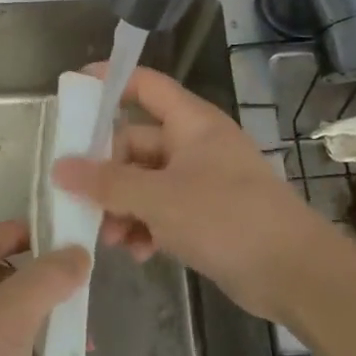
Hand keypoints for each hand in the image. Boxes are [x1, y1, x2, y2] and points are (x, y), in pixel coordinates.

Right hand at [53, 64, 350, 321]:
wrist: (296, 274)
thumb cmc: (227, 218)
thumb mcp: (158, 198)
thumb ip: (106, 182)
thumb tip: (59, 167)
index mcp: (191, 123)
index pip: (145, 85)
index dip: (110, 81)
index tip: (73, 91)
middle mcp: (195, 145)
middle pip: (136, 143)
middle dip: (107, 174)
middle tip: (80, 199)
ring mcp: (202, 181)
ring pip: (146, 182)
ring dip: (123, 207)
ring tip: (110, 238)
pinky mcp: (207, 215)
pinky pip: (163, 210)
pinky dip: (146, 227)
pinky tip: (138, 253)